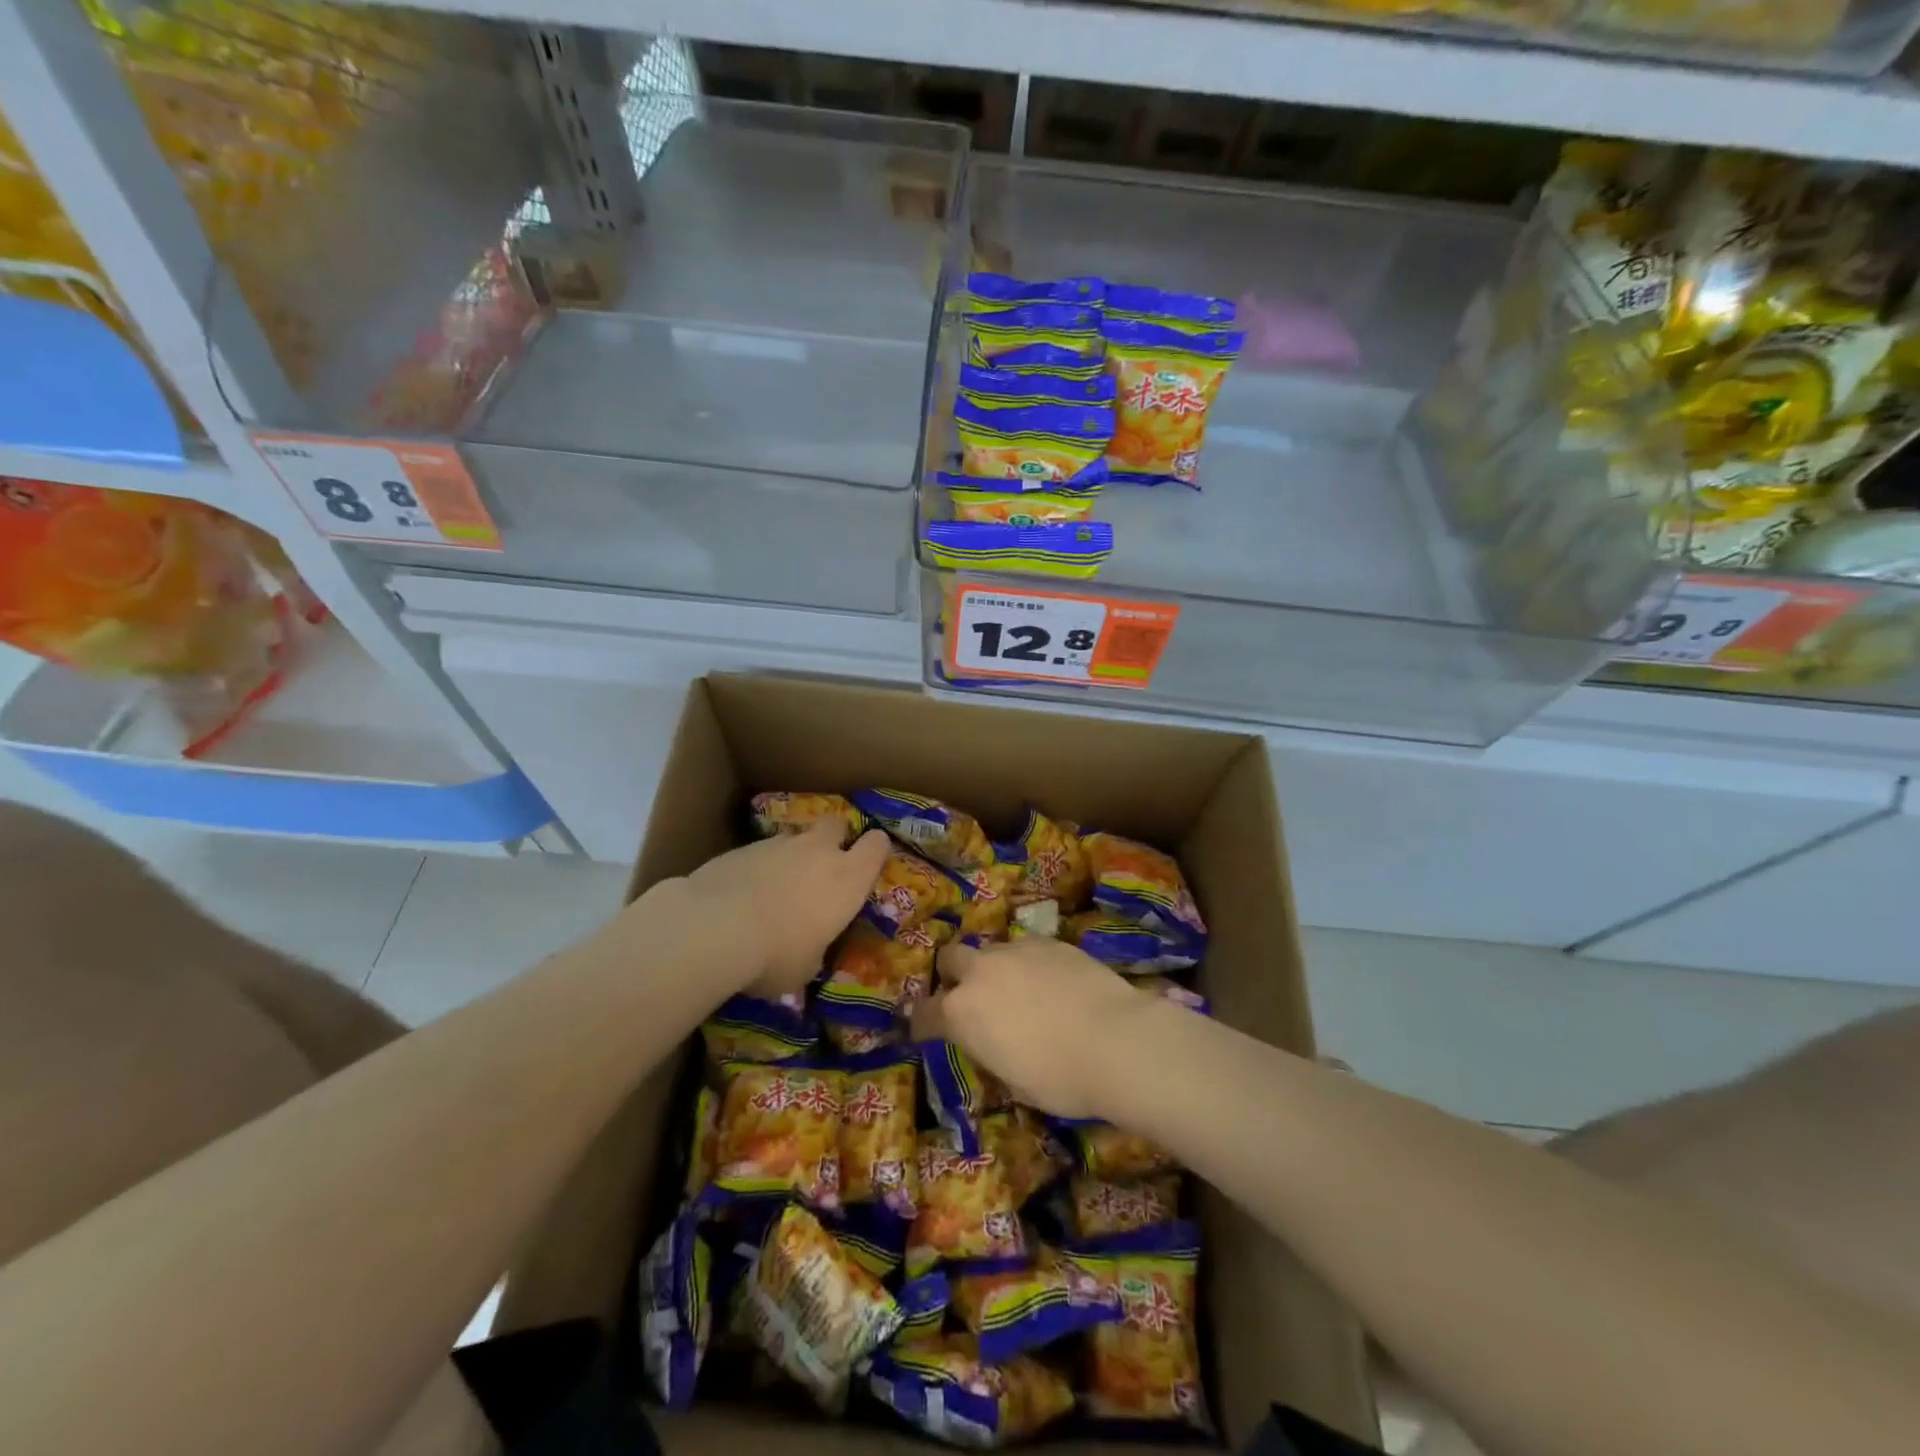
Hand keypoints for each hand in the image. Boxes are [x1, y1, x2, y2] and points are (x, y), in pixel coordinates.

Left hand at [681, 820, 890, 999]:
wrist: (714, 927)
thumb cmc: (777, 954)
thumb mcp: (807, 966)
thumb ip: (815, 947)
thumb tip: (806, 949)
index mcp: (848, 878)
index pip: (877, 846)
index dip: (875, 850)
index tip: (869, 862)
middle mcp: (818, 852)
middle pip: (836, 825)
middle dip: (833, 839)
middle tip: (823, 866)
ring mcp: (778, 844)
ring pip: (794, 840)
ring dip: (790, 859)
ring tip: (774, 891)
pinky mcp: (741, 847)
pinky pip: (759, 854)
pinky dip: (757, 869)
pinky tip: (741, 897)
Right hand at [914, 937, 1150, 1120]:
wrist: (1116, 1040)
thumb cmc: (1060, 1078)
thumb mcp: (1014, 1080)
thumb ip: (991, 1051)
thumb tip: (993, 1042)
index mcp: (962, 1012)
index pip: (925, 1013)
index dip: (922, 1023)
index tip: (926, 1030)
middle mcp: (981, 971)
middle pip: (951, 958)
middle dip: (953, 975)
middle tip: (971, 997)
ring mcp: (1016, 950)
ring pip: (991, 950)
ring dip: (994, 968)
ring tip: (1017, 990)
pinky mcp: (1050, 941)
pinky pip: (1027, 948)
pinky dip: (1029, 964)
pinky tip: (1051, 983)